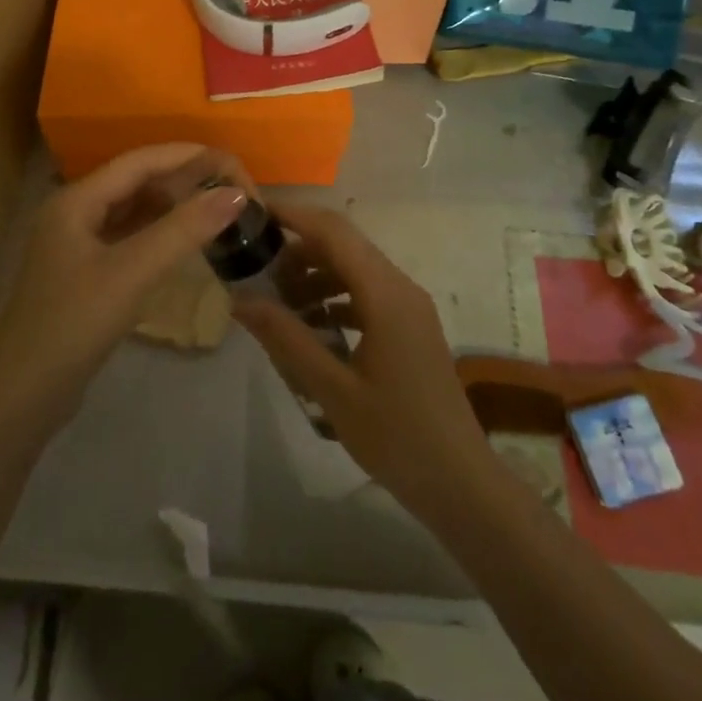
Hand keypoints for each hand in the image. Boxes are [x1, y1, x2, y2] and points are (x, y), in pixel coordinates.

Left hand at [0, 144, 249, 433]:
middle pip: (137, 181)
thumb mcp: (130, 273)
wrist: (21, 398)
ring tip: (218, 209)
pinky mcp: (87, 273)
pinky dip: (160, 234)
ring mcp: (79, 244)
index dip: (187, 156)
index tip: (231, 163)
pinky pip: (131, 238)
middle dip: (184, 180)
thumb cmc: (72, 326)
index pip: (140, 161)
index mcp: (77, 200)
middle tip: (231, 190)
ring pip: (135, 211)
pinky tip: (187, 242)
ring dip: (174, 207)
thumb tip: (236, 193)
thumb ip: (183, 230)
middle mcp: (76, 213)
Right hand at [234, 204, 496, 521]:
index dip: (292, 216)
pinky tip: (309, 328)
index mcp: (385, 293)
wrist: (461, 485)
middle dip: (297, 250)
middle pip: (342, 245)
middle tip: (256, 271)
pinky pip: (364, 294)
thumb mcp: (332, 389)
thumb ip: (286, 338)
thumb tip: (240, 299)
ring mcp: (408, 306)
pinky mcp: (409, 326)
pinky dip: (333, 299)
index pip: (333, 231)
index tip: (252, 216)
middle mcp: (400, 287)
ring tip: (277, 305)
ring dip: (314, 276)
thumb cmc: (397, 437)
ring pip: (353, 269)